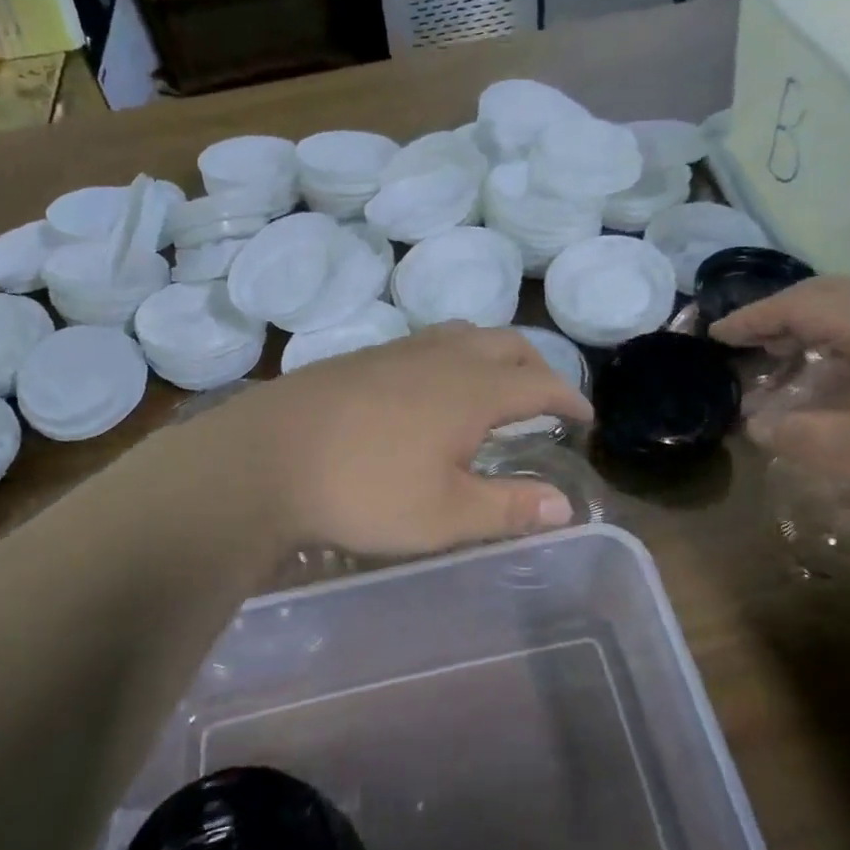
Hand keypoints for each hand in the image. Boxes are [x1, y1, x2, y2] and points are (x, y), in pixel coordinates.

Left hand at [192, 325, 593, 555]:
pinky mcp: (360, 358)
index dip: (569, 398)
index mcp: (473, 390)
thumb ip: (509, 507)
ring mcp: (397, 351)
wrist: (264, 459)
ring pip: (462, 335)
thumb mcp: (445, 514)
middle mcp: (442, 357)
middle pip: (506, 343)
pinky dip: (451, 356)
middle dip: (536, 365)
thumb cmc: (364, 491)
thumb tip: (565, 505)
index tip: (584, 418)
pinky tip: (430, 388)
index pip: (540, 383)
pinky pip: (425, 343)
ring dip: (492, 354)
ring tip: (493, 385)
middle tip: (545, 397)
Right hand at [710, 276, 849, 529]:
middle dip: (781, 316)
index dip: (754, 318)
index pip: (803, 303)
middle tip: (746, 344)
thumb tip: (758, 423)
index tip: (716, 335)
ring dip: (814, 332)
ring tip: (783, 362)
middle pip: (832, 297)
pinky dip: (843, 349)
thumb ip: (801, 435)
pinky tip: (840, 384)